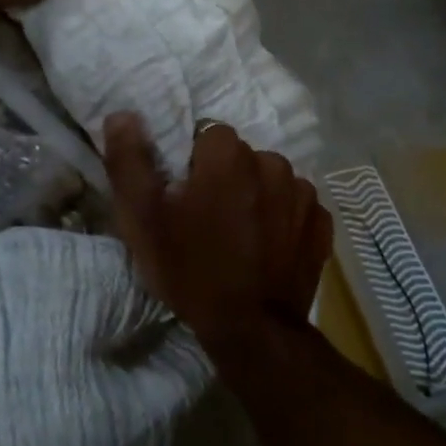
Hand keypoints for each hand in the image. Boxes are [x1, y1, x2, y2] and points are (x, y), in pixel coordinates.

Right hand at [104, 114, 333, 357]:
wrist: (251, 331)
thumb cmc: (190, 270)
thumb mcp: (143, 219)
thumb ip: (130, 161)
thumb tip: (123, 114)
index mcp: (228, 155)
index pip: (208, 136)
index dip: (193, 165)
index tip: (184, 199)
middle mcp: (272, 162)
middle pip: (240, 158)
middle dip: (226, 179)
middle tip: (208, 221)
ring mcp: (303, 194)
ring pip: (270, 180)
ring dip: (256, 197)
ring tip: (240, 237)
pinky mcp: (321, 224)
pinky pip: (296, 207)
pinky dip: (283, 220)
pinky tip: (268, 249)